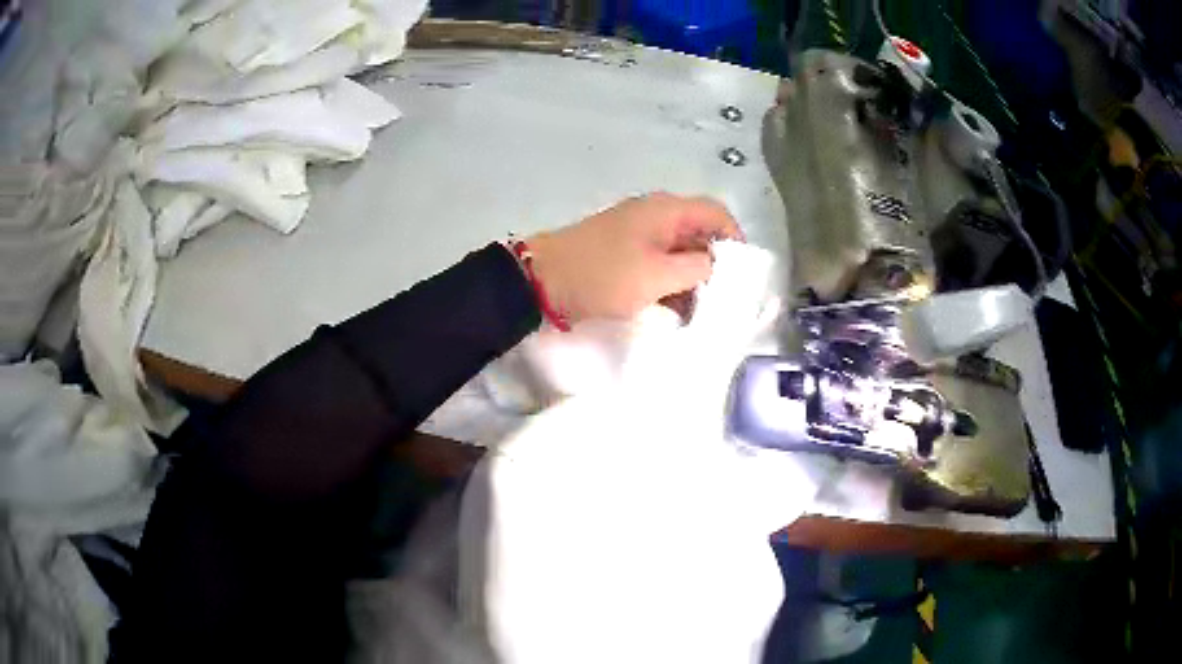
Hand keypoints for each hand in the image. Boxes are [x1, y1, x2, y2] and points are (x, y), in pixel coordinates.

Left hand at [526, 193, 742, 321]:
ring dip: (691, 279)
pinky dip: (670, 284)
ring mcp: (638, 233)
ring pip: (679, 252)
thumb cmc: (603, 274)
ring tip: (699, 312)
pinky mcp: (624, 253)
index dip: (735, 240)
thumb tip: (715, 265)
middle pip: (700, 234)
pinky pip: (659, 264)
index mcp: (667, 210)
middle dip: (714, 266)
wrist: (542, 280)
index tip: (743, 276)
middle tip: (722, 300)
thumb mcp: (658, 275)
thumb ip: (697, 268)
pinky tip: (673, 311)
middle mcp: (656, 215)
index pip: (717, 214)